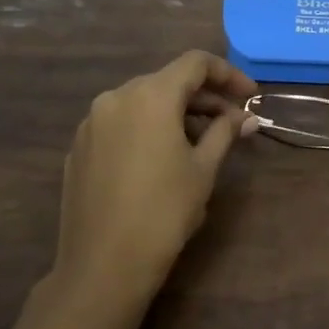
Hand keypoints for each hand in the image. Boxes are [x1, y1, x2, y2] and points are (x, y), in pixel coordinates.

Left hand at [46, 51, 258, 317]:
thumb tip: (245, 118)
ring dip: (177, 114)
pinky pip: (122, 124)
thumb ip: (225, 133)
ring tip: (202, 143)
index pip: (195, 63)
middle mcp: (116, 98)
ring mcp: (92, 123)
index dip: (228, 74)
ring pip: (143, 102)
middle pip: (168, 81)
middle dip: (204, 98)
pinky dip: (148, 129)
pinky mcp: (79, 148)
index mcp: (150, 95)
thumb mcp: (203, 169)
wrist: (103, 264)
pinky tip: (163, 158)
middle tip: (232, 123)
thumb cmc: (163, 211)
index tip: (250, 95)